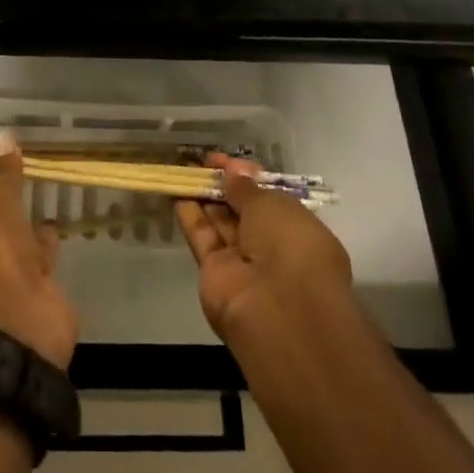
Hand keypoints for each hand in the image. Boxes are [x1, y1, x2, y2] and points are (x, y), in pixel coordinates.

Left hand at [0, 132, 78, 367]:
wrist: (13, 322)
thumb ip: (0, 171)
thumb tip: (4, 138)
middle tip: (18, 187)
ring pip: (5, 254)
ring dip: (22, 233)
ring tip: (40, 200)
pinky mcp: (18, 308)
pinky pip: (30, 269)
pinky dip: (42, 251)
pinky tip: (55, 227)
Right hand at [175, 154, 353, 341]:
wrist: (277, 311)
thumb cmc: (290, 246)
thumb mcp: (272, 205)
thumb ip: (246, 188)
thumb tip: (232, 172)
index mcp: (297, 230)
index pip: (269, 198)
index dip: (248, 177)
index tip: (226, 161)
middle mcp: (272, 246)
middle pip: (243, 210)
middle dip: (225, 185)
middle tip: (202, 162)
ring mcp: (243, 262)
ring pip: (220, 222)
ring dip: (204, 196)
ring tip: (184, 169)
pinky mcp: (215, 273)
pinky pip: (203, 237)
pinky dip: (190, 214)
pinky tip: (176, 190)